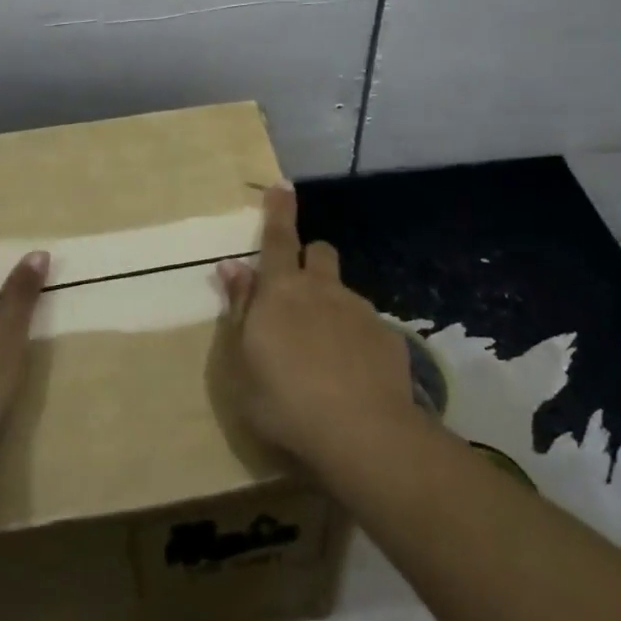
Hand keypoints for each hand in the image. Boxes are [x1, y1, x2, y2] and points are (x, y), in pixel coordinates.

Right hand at [215, 185, 413, 468]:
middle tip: (298, 292)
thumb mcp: (241, 364)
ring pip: (344, 291)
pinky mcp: (388, 337)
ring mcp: (359, 311)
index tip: (282, 185)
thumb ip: (239, 309)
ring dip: (332, 305)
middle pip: (318, 253)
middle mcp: (322, 289)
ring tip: (326, 351)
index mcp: (281, 291)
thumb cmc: (285, 401)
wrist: (363, 434)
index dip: (278, 210)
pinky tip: (355, 376)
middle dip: (308, 259)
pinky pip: (368, 326)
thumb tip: (232, 268)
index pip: (277, 238)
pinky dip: (358, 340)